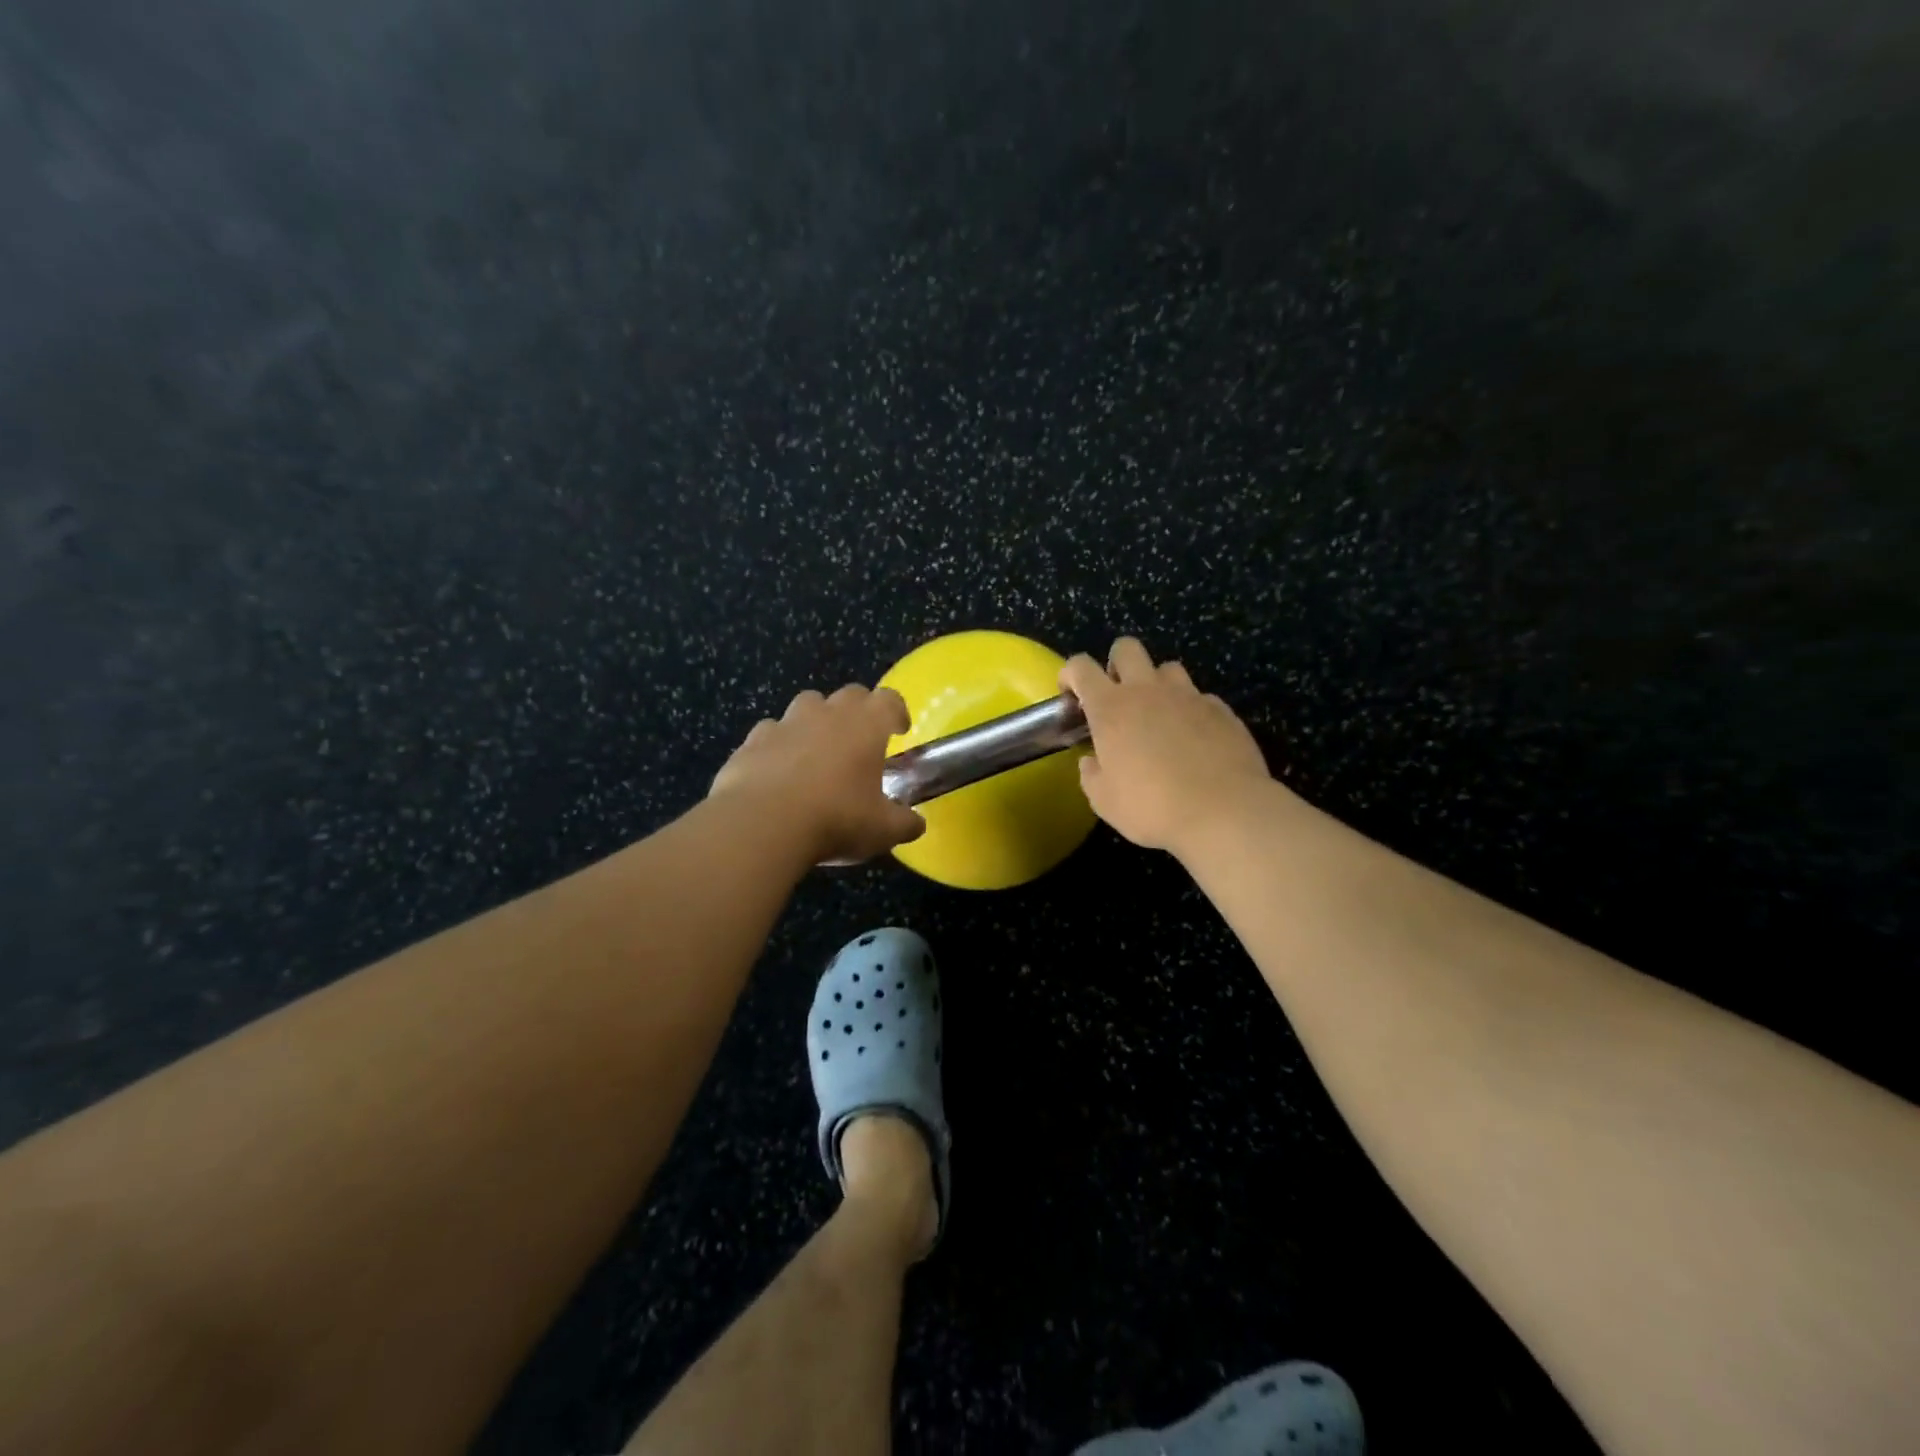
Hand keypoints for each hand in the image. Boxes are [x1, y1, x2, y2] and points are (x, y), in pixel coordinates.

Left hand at [710, 685, 926, 863]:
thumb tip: (917, 824)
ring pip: (807, 705)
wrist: (763, 824)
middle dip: (859, 711)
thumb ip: (905, 823)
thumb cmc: (836, 819)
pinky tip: (778, 771)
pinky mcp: (752, 741)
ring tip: (818, 753)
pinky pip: (771, 732)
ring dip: (817, 721)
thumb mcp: (884, 830)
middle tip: (861, 742)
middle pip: (849, 694)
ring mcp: (786, 722)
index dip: (897, 711)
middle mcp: (827, 713)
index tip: (899, 730)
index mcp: (866, 725)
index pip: (889, 699)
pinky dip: (779, 745)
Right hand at [1060, 637, 1272, 856]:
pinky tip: (1193, 738)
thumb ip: (1091, 774)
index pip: (1081, 667)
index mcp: (1111, 708)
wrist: (1224, 812)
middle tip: (1117, 696)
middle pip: (1126, 648)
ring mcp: (1188, 696)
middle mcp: (1148, 691)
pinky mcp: (1221, 710)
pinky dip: (1190, 710)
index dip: (1071, 674)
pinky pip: (1199, 697)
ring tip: (1158, 715)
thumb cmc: (1152, 807)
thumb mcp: (1105, 801)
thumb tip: (1091, 761)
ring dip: (1156, 684)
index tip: (1070, 693)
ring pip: (1167, 668)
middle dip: (1116, 664)